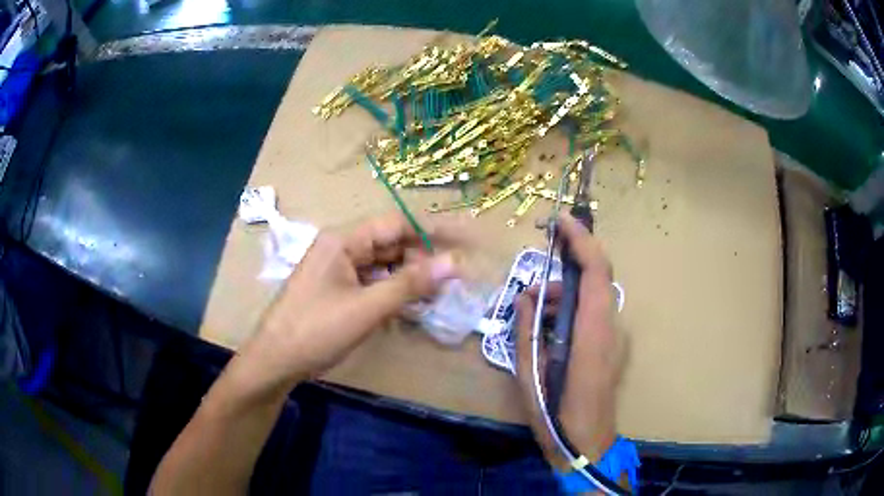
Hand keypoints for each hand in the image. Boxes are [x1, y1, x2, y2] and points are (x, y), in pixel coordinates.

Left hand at [238, 213, 459, 396]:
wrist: (276, 361)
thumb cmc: (317, 330)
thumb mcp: (367, 308)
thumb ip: (411, 284)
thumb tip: (454, 263)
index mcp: (343, 240)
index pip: (396, 224)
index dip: (433, 231)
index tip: (465, 241)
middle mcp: (341, 247)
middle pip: (391, 244)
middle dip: (422, 259)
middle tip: (451, 280)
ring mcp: (338, 269)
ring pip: (384, 265)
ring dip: (409, 278)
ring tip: (436, 295)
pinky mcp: (338, 290)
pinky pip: (373, 282)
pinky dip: (393, 292)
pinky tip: (411, 307)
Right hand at [514, 213, 624, 470]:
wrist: (586, 444)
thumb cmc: (555, 414)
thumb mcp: (529, 373)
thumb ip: (525, 329)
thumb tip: (524, 296)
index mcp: (592, 332)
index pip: (596, 270)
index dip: (581, 240)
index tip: (561, 221)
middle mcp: (611, 328)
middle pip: (595, 279)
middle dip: (564, 274)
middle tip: (533, 294)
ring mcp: (616, 338)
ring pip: (593, 298)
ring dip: (565, 298)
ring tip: (535, 318)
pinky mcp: (613, 347)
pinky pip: (593, 315)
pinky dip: (571, 313)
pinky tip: (550, 334)